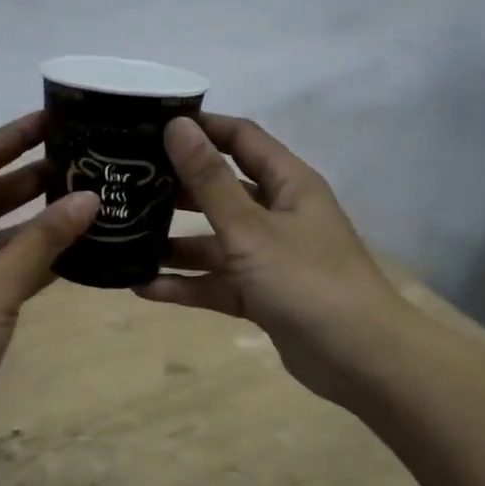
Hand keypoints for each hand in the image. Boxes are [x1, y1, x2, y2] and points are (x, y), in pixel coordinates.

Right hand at [137, 114, 413, 410]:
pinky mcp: (261, 294)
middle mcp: (279, 213)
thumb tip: (177, 126)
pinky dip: (187, 284)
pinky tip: (143, 287)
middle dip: (178, 188)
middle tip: (128, 183)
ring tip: (125, 237)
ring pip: (215, 241)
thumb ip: (210, 181)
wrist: (359, 359)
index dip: (202, 128)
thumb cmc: (307, 280)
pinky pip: (217, 281)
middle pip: (222, 190)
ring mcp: (270, 257)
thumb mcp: (251, 228)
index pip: (241, 138)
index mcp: (288, 183)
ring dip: (175, 242)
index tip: (151, 125)